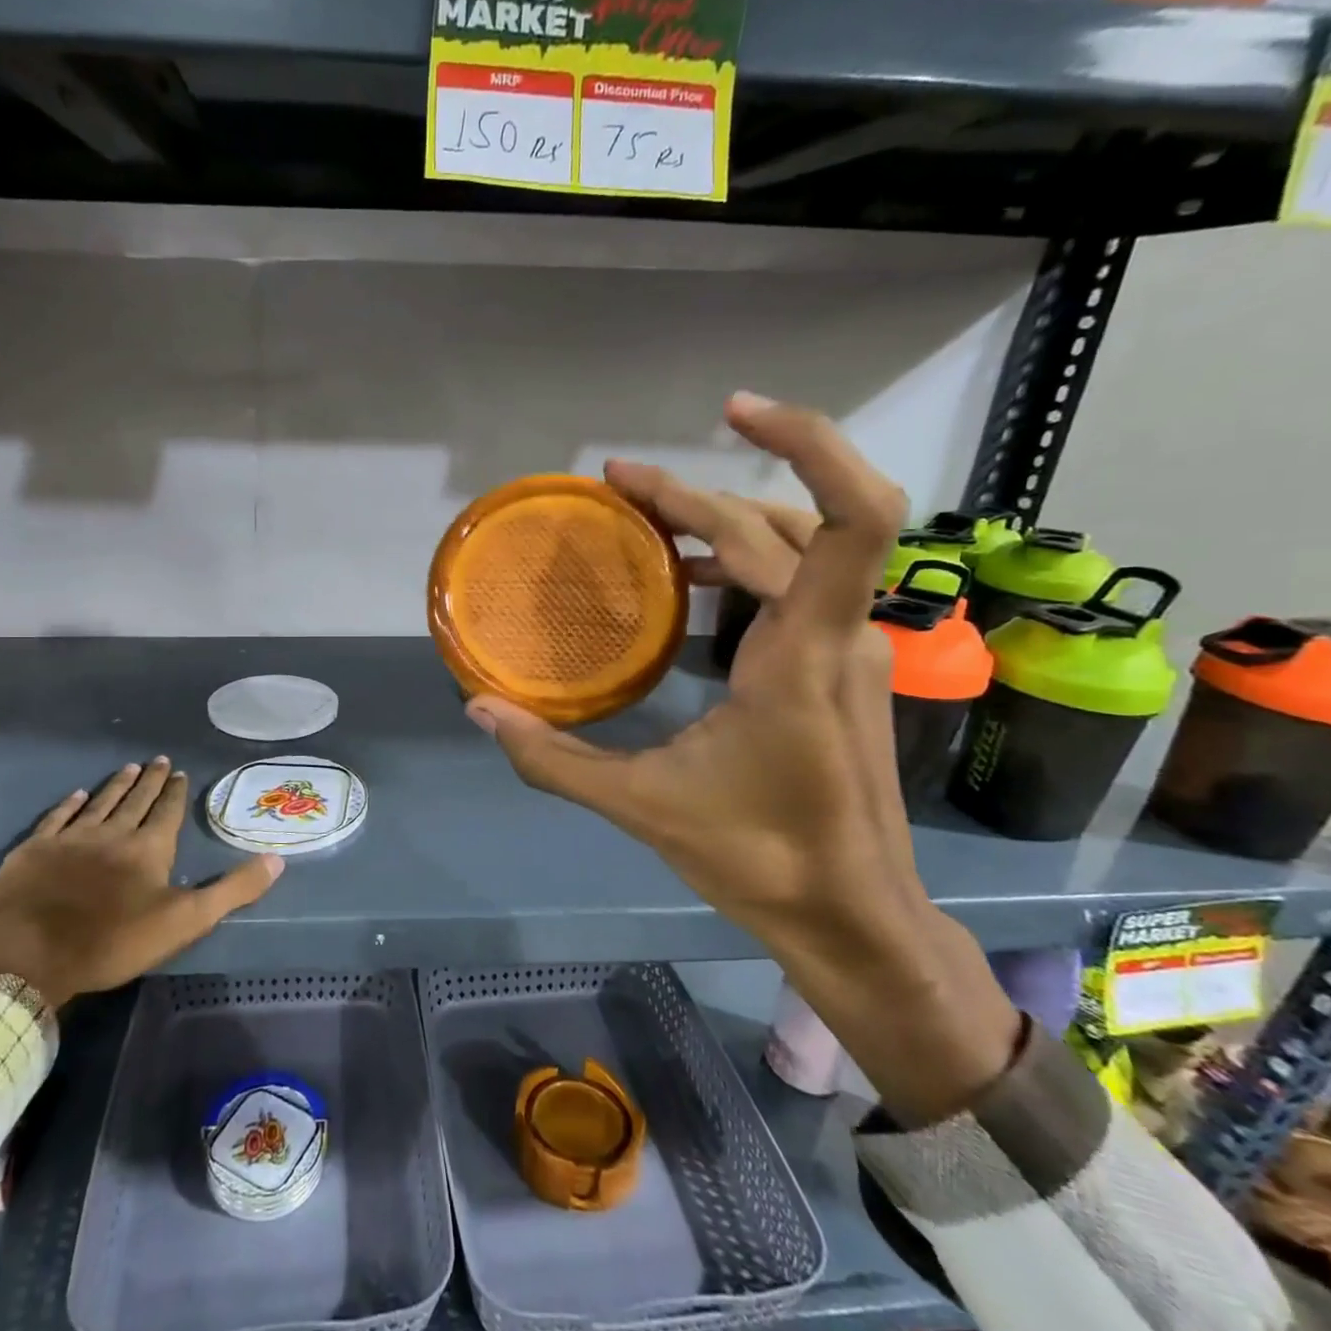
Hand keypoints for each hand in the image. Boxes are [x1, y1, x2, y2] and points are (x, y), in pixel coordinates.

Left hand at [0, 758, 283, 1006]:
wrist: (29, 955)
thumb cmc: (113, 941)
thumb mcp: (186, 921)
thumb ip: (232, 890)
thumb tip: (277, 859)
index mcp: (149, 848)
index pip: (167, 811)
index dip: (174, 792)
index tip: (179, 772)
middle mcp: (112, 833)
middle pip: (135, 800)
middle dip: (150, 780)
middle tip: (158, 759)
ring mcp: (70, 839)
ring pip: (99, 802)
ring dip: (116, 785)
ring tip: (128, 767)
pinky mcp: (34, 850)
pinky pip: (57, 818)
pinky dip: (69, 804)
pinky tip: (77, 794)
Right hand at [468, 393, 1019, 1123]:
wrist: (852, 916)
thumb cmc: (760, 860)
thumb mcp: (643, 807)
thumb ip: (553, 760)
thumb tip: (478, 711)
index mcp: (802, 656)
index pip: (851, 518)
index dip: (809, 444)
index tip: (733, 414)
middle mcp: (837, 635)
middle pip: (776, 526)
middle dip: (694, 494)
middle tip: (616, 483)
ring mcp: (846, 649)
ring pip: (791, 548)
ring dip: (717, 520)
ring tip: (642, 513)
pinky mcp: (839, 667)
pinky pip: (793, 585)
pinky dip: (736, 562)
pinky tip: (681, 580)